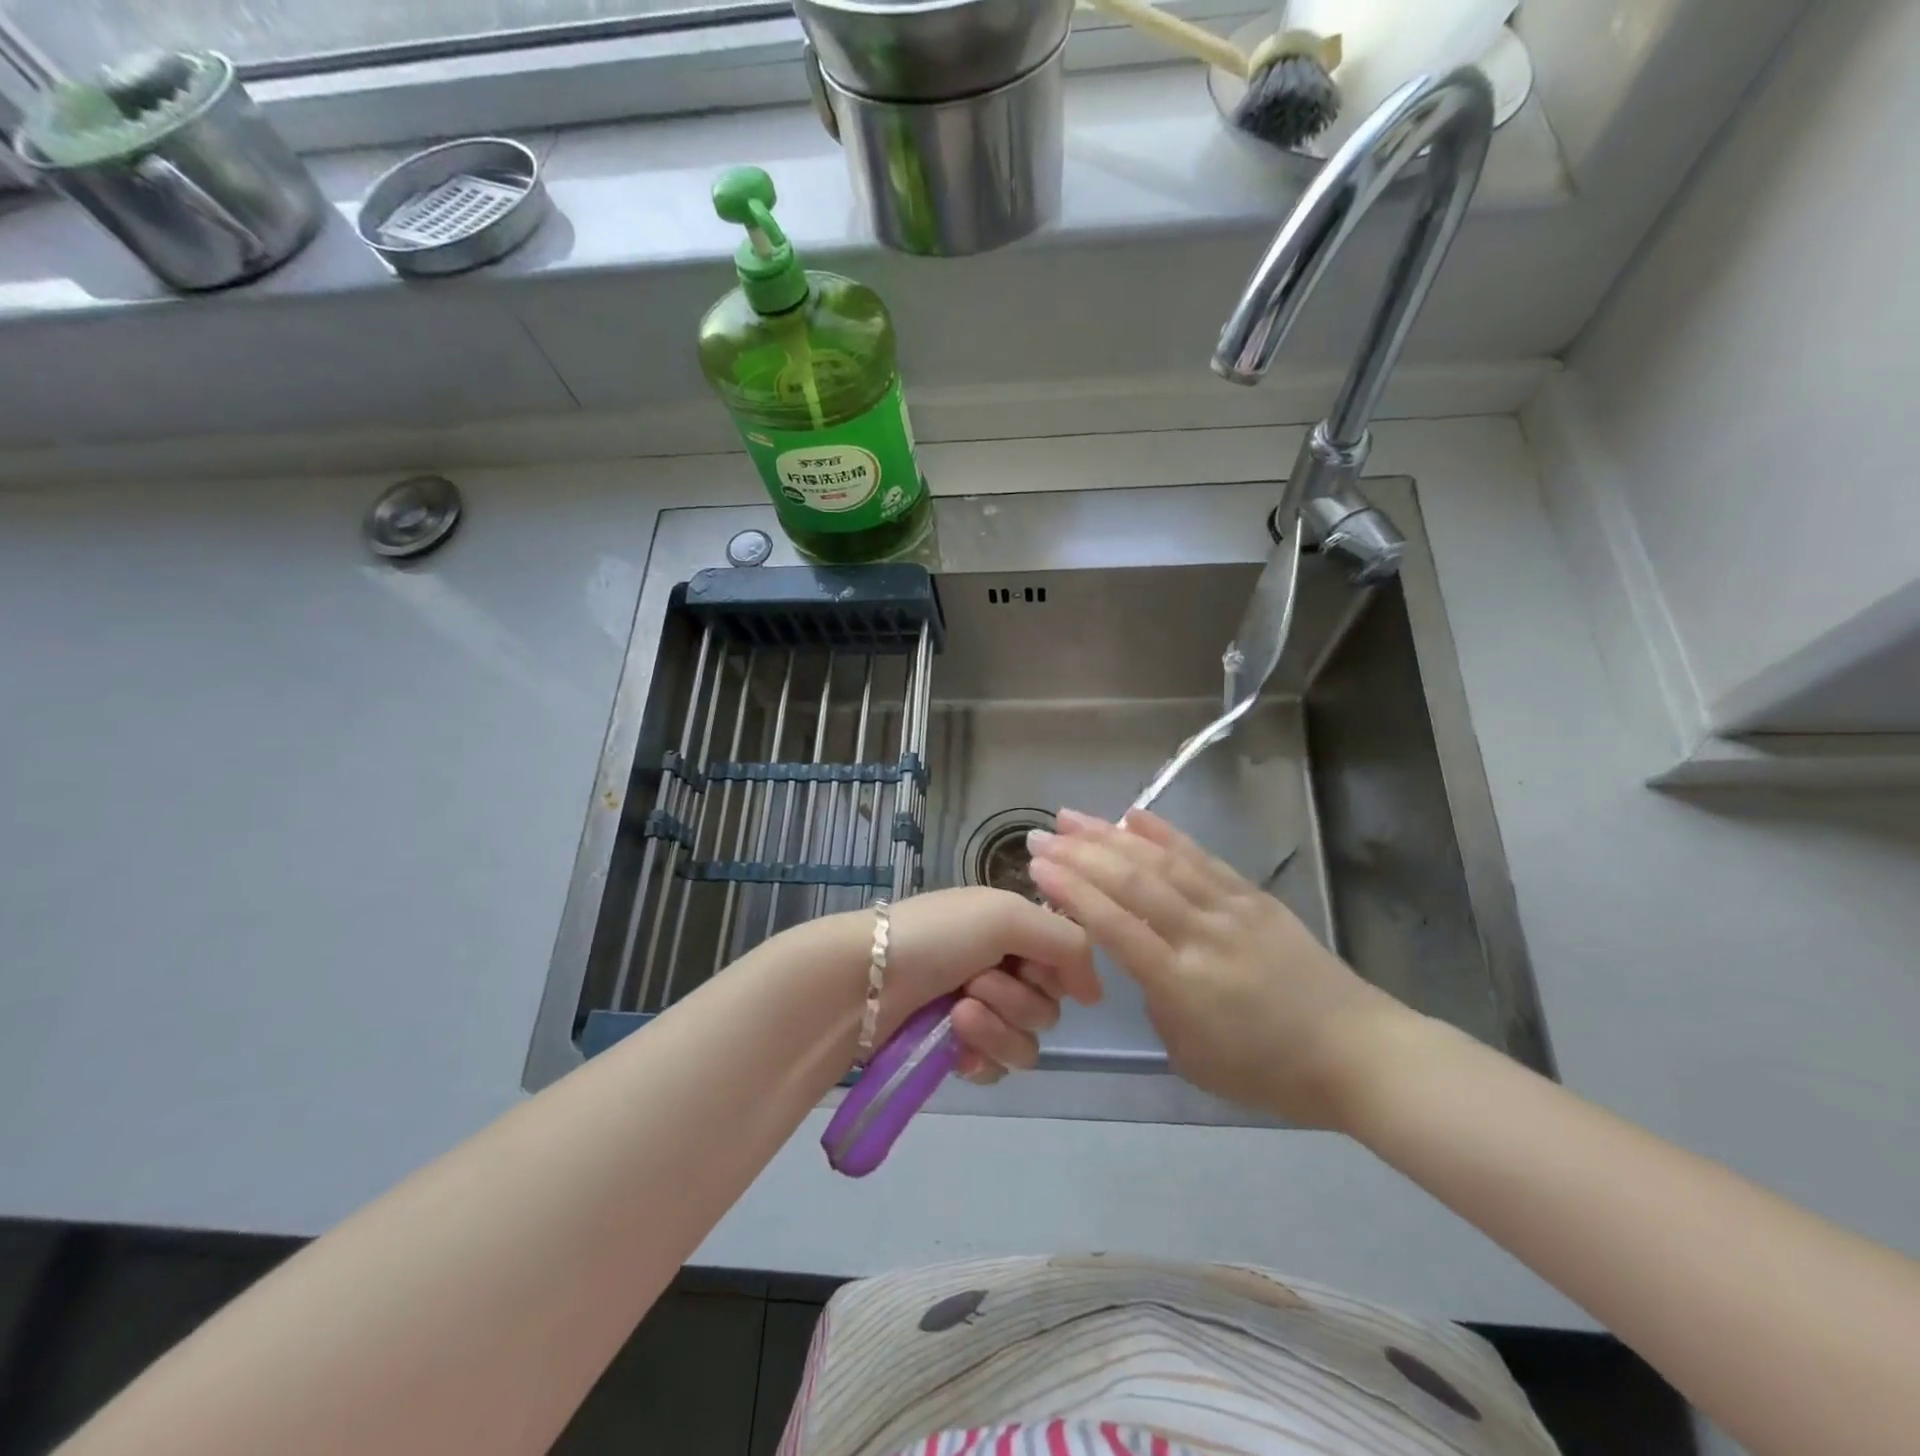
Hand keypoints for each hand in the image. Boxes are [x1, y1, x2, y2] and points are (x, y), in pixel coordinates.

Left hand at [857, 886, 1100, 1084]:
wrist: (863, 980)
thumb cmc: (936, 936)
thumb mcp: (1007, 916)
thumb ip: (1068, 943)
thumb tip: (1096, 993)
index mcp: (1010, 929)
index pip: (1066, 962)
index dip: (1056, 972)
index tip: (1031, 967)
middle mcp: (998, 967)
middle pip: (1049, 1008)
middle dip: (1017, 1000)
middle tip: (976, 983)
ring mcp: (976, 1011)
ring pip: (1027, 1044)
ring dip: (998, 1030)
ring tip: (958, 1014)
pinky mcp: (955, 1050)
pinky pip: (997, 1069)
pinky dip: (982, 1058)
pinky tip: (956, 1049)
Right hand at [1025, 808, 1415, 1127]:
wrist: (1358, 1053)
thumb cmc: (1269, 1071)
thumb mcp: (1192, 1056)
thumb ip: (1156, 1002)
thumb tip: (1140, 959)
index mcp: (1183, 983)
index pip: (1115, 926)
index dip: (1072, 892)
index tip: (1037, 866)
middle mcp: (1203, 934)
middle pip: (1132, 883)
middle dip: (1079, 854)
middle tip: (1040, 833)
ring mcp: (1230, 908)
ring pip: (1161, 860)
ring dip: (1111, 835)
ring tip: (1073, 816)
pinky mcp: (1253, 896)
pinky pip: (1202, 857)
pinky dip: (1165, 832)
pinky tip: (1134, 815)